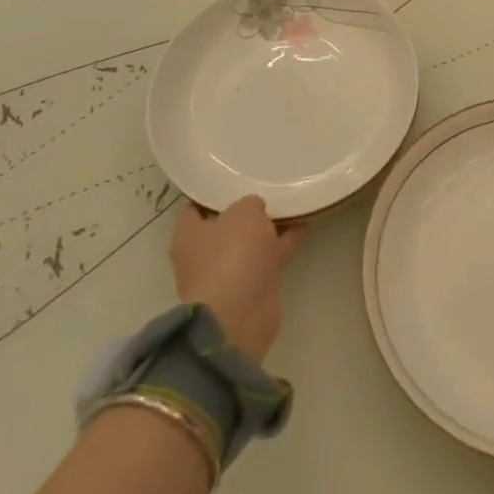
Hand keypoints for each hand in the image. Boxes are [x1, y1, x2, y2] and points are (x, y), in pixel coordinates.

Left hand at [169, 196, 302, 363]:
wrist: (240, 317)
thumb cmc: (231, 256)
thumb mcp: (244, 212)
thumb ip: (250, 204)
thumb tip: (254, 209)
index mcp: (188, 235)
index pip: (195, 207)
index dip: (212, 192)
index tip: (233, 177)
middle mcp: (203, 254)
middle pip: (226, 224)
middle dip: (246, 210)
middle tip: (267, 186)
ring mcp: (228, 273)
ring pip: (251, 241)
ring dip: (269, 226)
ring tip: (293, 200)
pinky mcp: (252, 287)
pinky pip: (270, 256)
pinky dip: (285, 241)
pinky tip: (305, 222)